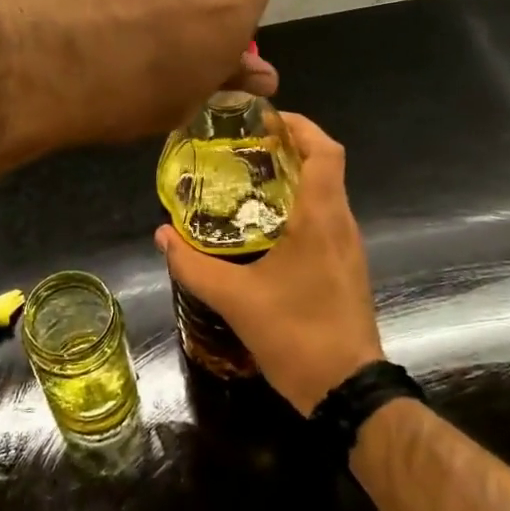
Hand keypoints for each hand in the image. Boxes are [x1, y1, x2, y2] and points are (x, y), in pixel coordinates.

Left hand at [0, 0, 274, 149]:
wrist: (32, 63)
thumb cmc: (122, 97)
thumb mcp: (180, 103)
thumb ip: (225, 78)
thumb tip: (264, 75)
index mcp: (223, 8)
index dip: (234, 22)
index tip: (210, 49)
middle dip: (194, 0)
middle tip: (164, 40)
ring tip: (112, 31)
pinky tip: (74, 19)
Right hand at [155, 113, 383, 414]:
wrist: (348, 391)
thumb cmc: (297, 334)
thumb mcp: (235, 300)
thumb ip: (194, 265)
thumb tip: (161, 235)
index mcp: (321, 218)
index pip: (325, 150)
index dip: (299, 125)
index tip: (264, 119)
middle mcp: (341, 223)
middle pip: (325, 165)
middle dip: (289, 146)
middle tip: (243, 146)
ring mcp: (348, 246)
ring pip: (326, 192)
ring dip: (294, 176)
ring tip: (247, 178)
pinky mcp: (346, 267)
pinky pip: (325, 218)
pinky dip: (299, 205)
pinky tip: (264, 224)